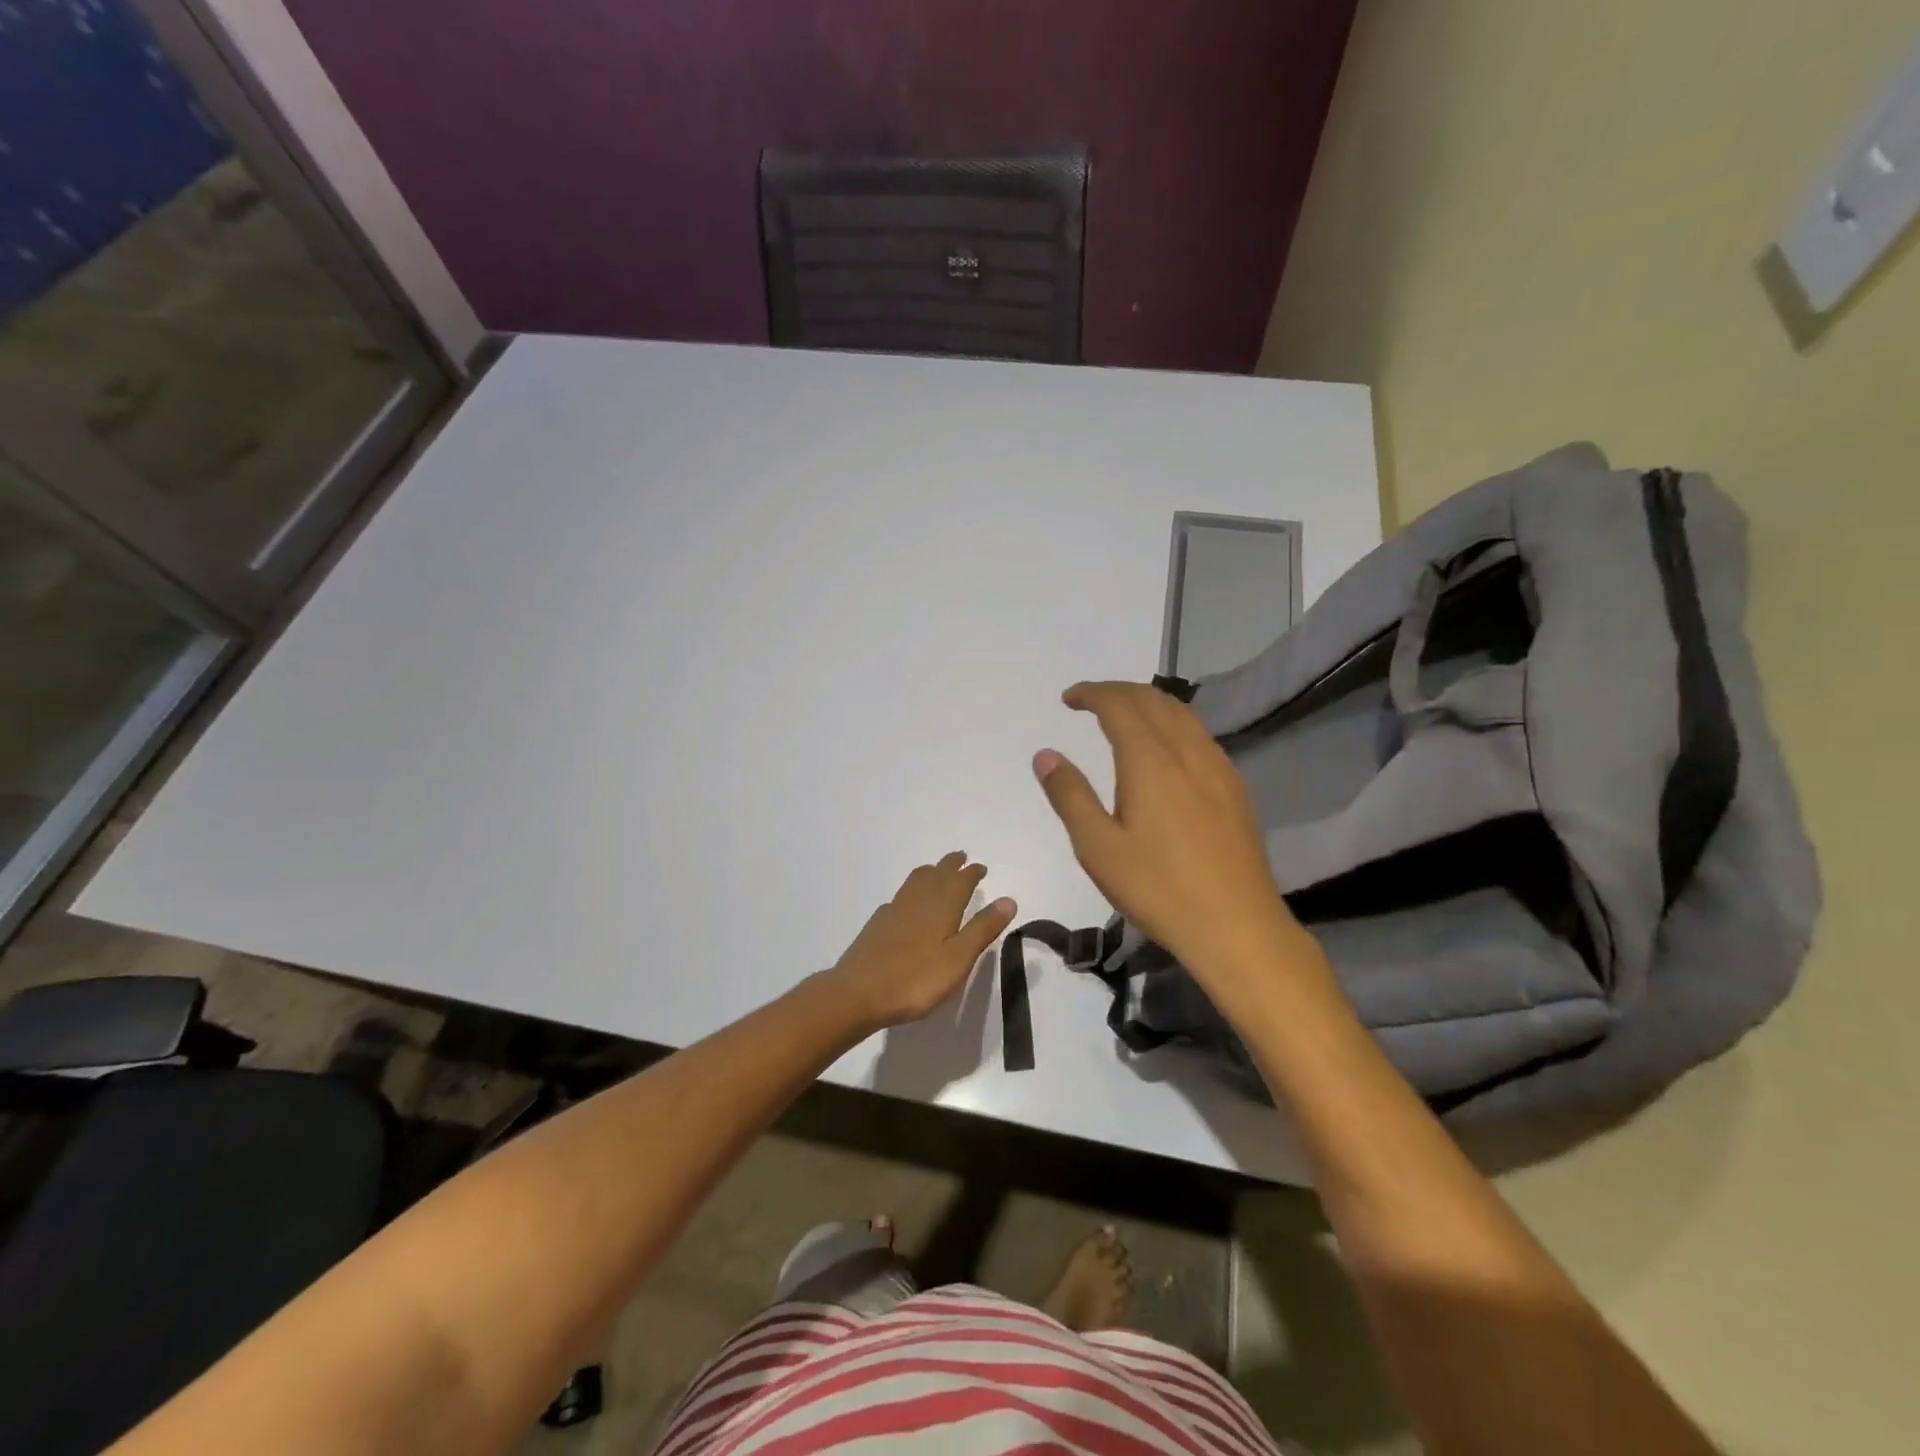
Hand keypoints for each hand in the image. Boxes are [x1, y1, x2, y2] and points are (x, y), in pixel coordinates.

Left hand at [827, 853, 1016, 1028]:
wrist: (858, 993)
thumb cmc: (915, 979)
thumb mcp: (958, 959)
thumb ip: (982, 929)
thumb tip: (1009, 900)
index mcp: (941, 907)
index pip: (960, 881)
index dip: (971, 873)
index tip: (980, 867)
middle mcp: (917, 901)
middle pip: (936, 874)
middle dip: (951, 864)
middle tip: (961, 858)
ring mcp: (894, 910)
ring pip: (915, 881)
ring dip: (930, 872)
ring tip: (937, 872)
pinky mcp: (878, 924)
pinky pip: (900, 897)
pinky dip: (911, 892)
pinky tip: (908, 904)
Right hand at [1033, 681, 1307, 986]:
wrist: (1236, 926)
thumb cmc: (1158, 888)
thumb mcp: (1098, 848)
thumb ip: (1070, 796)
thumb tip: (1046, 755)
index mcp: (1150, 760)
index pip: (1119, 705)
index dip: (1092, 693)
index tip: (1069, 699)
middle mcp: (1187, 751)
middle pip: (1153, 700)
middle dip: (1118, 692)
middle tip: (1090, 701)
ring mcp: (1218, 767)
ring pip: (1182, 714)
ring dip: (1149, 703)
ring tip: (1124, 716)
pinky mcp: (1235, 788)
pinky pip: (1200, 736)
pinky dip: (1173, 724)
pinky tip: (1166, 750)